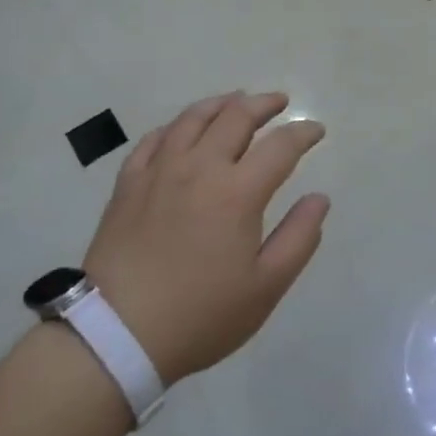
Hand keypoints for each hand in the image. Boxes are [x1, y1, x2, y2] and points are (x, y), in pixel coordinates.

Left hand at [82, 92, 329, 383]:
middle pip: (236, 117)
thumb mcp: (265, 287)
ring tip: (237, 101)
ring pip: (194, 118)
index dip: (303, 133)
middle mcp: (200, 167)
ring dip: (222, 103)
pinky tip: (184, 130)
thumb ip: (299, 238)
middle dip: (265, 104)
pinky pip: (155, 138)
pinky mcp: (129, 183)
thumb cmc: (200, 315)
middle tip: (280, 103)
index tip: (316, 131)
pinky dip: (177, 125)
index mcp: (238, 192)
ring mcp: (160, 171)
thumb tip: (319, 198)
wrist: (116, 334)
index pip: (280, 146)